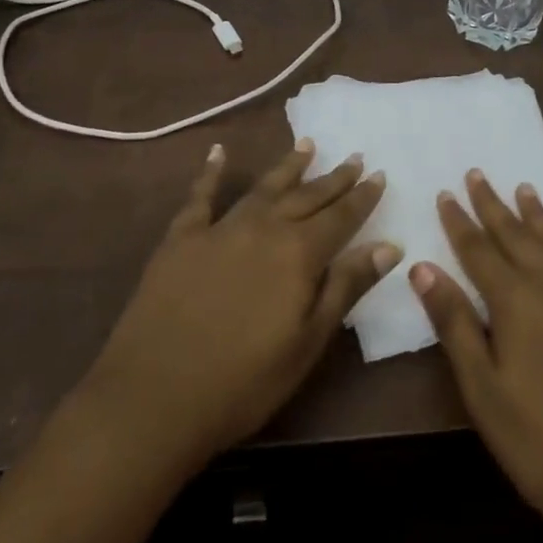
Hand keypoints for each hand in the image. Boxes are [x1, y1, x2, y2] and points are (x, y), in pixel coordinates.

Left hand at [78, 139, 396, 470]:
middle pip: (306, 196)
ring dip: (288, 166)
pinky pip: (200, 195)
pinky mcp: (182, 237)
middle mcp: (264, 227)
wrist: (154, 396)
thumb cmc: (243, 383)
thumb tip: (388, 245)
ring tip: (308, 145)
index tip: (380, 174)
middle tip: (355, 157)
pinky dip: (210, 172)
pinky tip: (218, 152)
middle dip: (334, 178)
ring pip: (264, 188)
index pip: (341, 217)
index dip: (362, 197)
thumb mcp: (307, 343)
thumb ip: (346, 287)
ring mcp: (221, 228)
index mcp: (298, 254)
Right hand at [410, 171, 542, 542]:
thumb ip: (454, 323)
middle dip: (493, 205)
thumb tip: (421, 266)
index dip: (458, 221)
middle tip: (477, 173)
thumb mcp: (483, 390)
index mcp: (515, 301)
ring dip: (539, 215)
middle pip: (516, 236)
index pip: (477, 250)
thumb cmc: (541, 444)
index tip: (445, 192)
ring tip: (525, 188)